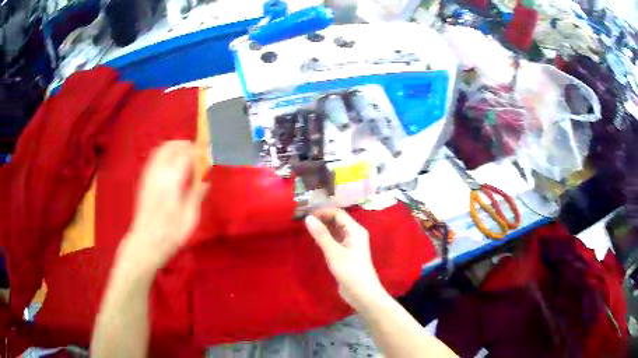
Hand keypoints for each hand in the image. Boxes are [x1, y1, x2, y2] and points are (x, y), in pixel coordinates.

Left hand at [119, 141, 208, 273]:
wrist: (146, 242)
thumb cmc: (170, 233)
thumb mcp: (190, 217)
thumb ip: (197, 194)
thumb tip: (206, 179)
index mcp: (172, 180)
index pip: (186, 154)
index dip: (199, 152)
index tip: (208, 155)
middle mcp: (159, 172)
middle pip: (172, 146)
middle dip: (186, 146)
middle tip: (197, 155)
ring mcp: (149, 174)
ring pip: (161, 149)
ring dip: (175, 148)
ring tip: (185, 157)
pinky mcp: (144, 180)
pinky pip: (154, 157)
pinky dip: (165, 154)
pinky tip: (171, 166)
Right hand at [305, 208, 385, 310]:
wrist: (362, 293)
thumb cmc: (350, 271)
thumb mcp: (334, 252)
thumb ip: (321, 235)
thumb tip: (308, 218)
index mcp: (355, 230)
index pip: (338, 213)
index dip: (323, 211)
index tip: (306, 213)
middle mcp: (354, 235)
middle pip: (337, 221)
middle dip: (322, 219)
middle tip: (303, 220)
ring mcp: (350, 246)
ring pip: (335, 231)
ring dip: (323, 229)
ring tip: (306, 228)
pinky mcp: (346, 255)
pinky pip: (335, 241)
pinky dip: (325, 239)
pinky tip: (314, 240)